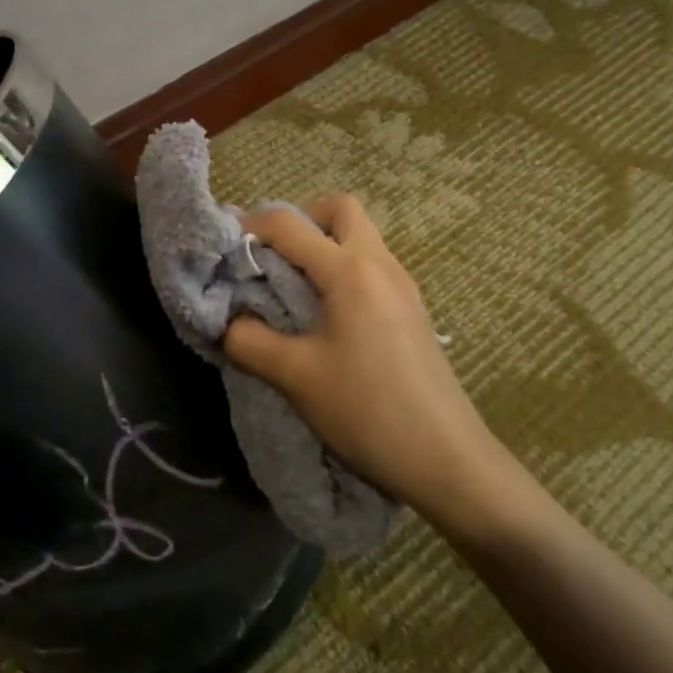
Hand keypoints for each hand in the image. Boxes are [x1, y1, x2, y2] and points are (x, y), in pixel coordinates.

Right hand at [222, 194, 518, 533]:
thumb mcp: (295, 376)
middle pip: (340, 209)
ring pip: (360, 236)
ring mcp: (403, 287)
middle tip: (271, 256)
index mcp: (350, 271)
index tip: (223, 248)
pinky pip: (371, 266)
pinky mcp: (412, 311)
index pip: (289, 224)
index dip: (249, 226)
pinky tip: (324, 315)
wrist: (449, 463)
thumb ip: (248, 340)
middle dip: (299, 220)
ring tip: (291, 287)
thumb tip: (227, 322)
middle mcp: (381, 265)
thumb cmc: (368, 411)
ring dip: (322, 245)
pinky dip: (341, 270)